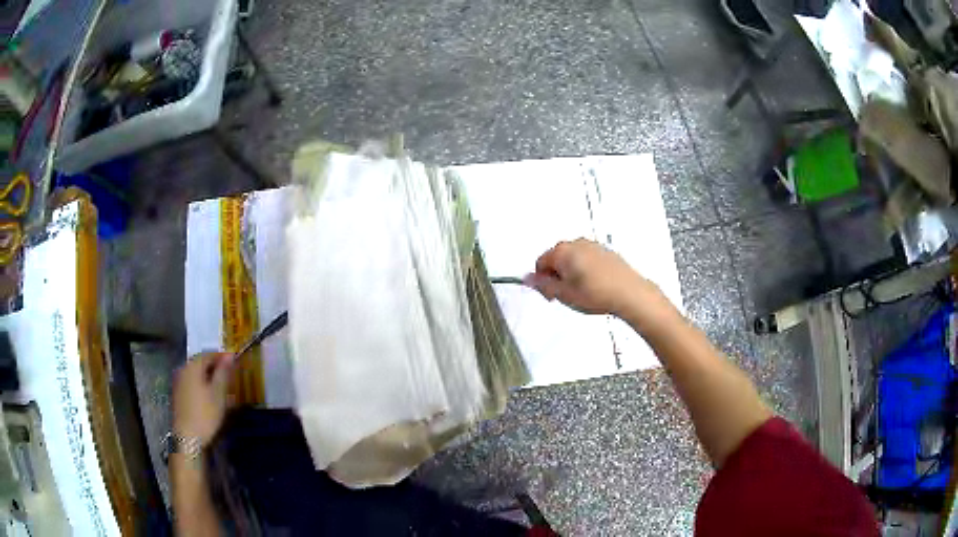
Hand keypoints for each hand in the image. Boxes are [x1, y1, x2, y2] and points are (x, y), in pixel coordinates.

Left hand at [172, 352, 232, 446]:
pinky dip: (202, 385)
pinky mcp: (178, 395)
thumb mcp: (219, 393)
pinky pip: (192, 383)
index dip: (222, 356)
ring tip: (222, 387)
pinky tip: (210, 396)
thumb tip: (230, 355)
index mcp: (192, 366)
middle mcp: (183, 370)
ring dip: (209, 377)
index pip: (208, 354)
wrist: (188, 437)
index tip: (235, 361)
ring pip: (196, 374)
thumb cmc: (205, 413)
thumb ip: (223, 372)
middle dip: (215, 367)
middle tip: (230, 375)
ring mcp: (179, 383)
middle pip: (201, 363)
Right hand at [526, 239, 656, 315]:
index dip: (542, 281)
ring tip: (582, 292)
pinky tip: (594, 286)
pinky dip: (586, 270)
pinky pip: (587, 259)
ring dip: (572, 273)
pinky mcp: (606, 251)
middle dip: (556, 275)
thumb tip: (528, 278)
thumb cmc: (596, 293)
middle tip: (565, 295)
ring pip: (573, 258)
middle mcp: (576, 243)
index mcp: (562, 251)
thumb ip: (543, 285)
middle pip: (556, 258)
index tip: (551, 295)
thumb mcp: (563, 294)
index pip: (541, 263)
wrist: (629, 293)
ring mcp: (593, 246)